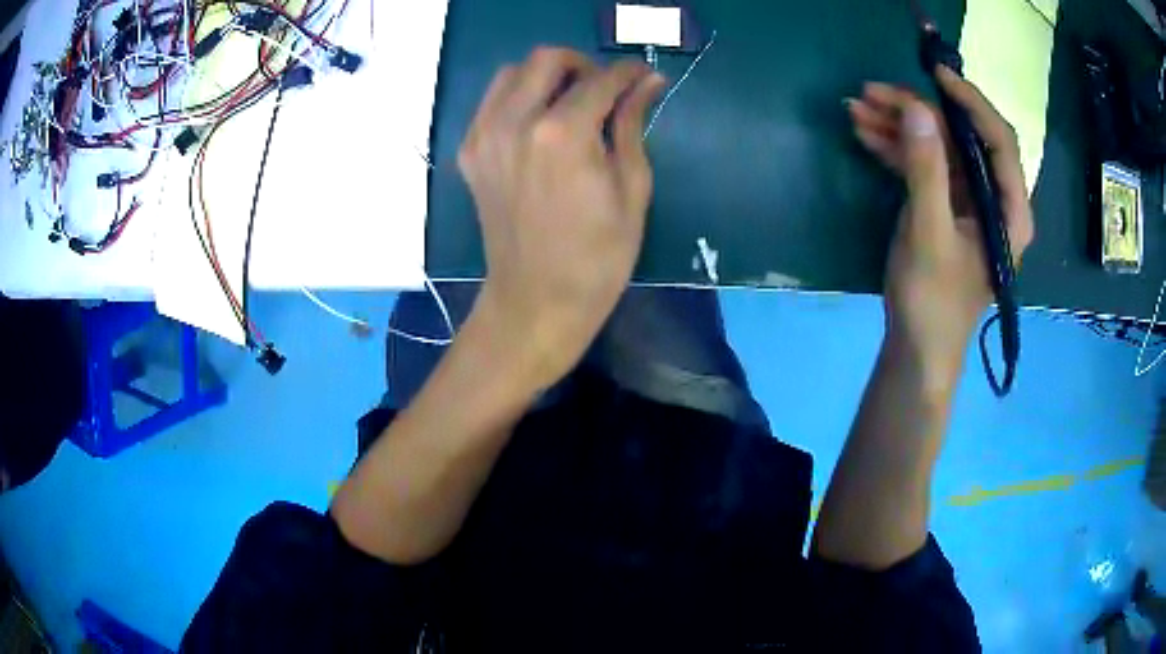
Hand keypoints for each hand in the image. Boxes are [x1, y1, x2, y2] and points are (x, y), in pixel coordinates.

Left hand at [457, 48, 664, 389]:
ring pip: (512, 73)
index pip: (600, 79)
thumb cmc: (598, 257)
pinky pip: (491, 102)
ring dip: (545, 76)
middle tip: (604, 89)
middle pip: (547, 59)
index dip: (627, 72)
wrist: (536, 301)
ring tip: (570, 102)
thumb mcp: (632, 189)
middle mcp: (515, 122)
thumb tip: (648, 82)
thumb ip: (633, 125)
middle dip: (582, 64)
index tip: (643, 76)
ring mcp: (484, 136)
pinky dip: (517, 98)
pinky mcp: (470, 153)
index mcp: (563, 133)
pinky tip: (539, 123)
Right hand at [847, 66, 1034, 378]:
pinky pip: (926, 167)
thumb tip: (918, 109)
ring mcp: (969, 203)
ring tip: (857, 110)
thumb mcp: (929, 235)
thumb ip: (926, 171)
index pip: (999, 140)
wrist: (917, 351)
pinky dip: (897, 150)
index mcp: (1009, 211)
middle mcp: (994, 200)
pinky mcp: (946, 209)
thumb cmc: (933, 303)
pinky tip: (867, 135)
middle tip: (873, 93)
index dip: (970, 102)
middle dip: (919, 112)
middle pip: (962, 138)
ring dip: (900, 127)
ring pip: (940, 149)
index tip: (934, 75)